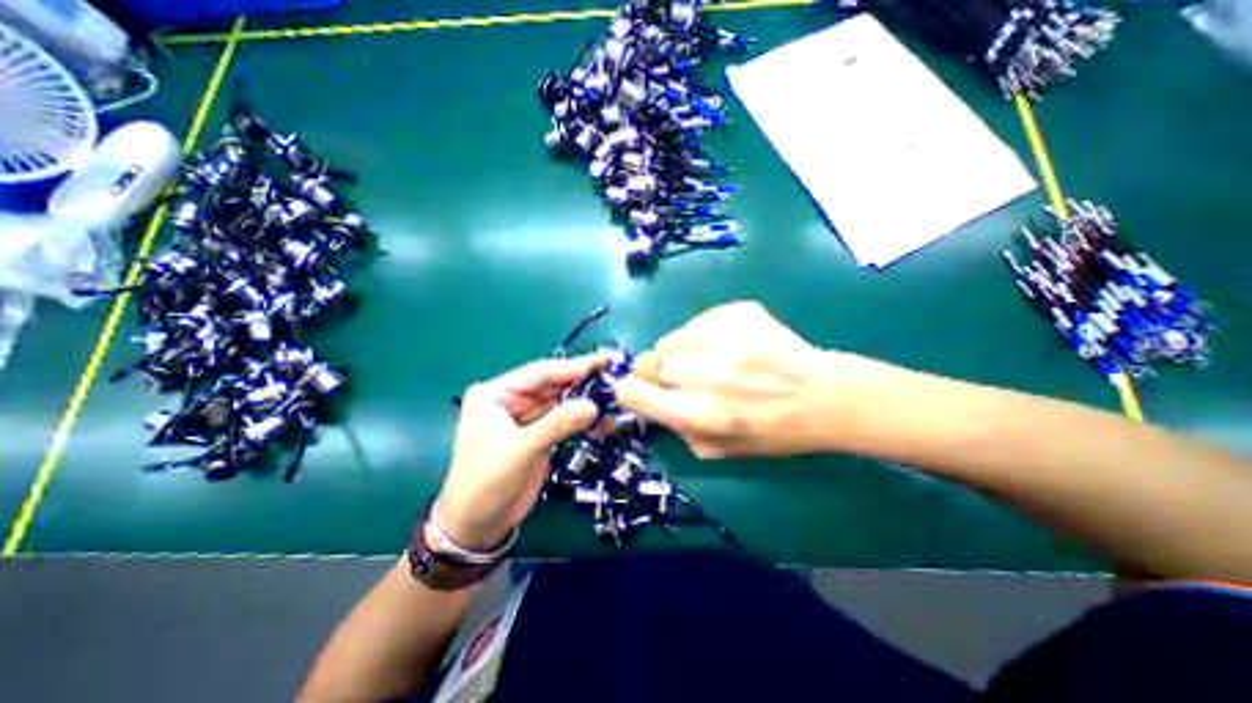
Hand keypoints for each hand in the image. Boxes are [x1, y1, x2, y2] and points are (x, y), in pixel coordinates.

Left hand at [436, 357, 599, 547]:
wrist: (478, 525)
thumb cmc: (487, 482)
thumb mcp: (521, 450)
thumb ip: (557, 424)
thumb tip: (593, 406)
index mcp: (496, 393)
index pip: (538, 373)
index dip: (571, 368)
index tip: (602, 363)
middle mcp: (511, 399)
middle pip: (552, 385)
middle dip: (582, 384)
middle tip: (614, 381)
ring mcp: (526, 416)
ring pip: (561, 402)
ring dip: (586, 403)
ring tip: (614, 402)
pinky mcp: (538, 433)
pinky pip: (564, 420)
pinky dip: (582, 421)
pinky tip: (602, 423)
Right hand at [614, 303, 890, 460]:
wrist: (823, 397)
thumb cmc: (770, 432)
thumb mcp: (717, 451)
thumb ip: (675, 428)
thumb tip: (650, 401)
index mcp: (699, 414)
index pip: (632, 392)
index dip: (629, 391)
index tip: (639, 391)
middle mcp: (706, 373)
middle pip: (647, 361)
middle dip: (657, 372)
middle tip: (682, 378)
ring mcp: (724, 337)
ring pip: (670, 339)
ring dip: (680, 352)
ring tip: (709, 360)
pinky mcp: (739, 312)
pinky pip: (697, 321)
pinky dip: (704, 334)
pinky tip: (730, 345)